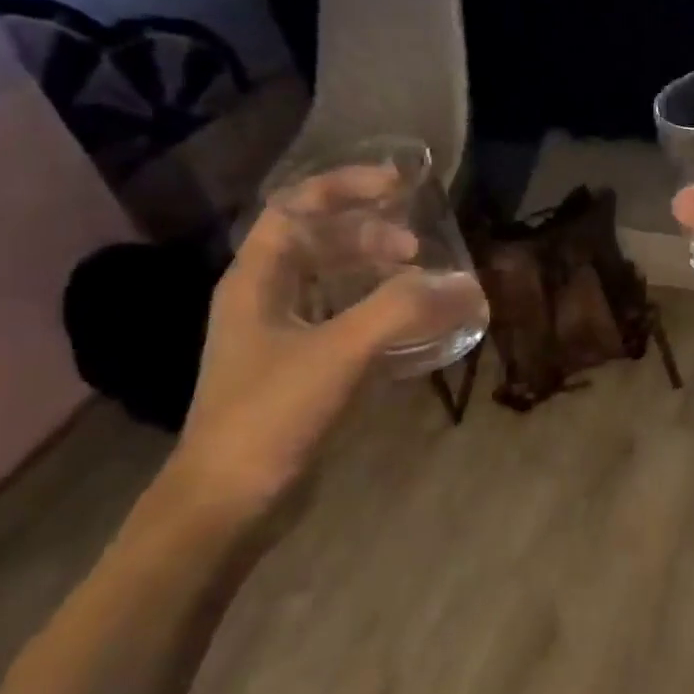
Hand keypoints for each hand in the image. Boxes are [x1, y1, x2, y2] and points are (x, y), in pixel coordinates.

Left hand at [167, 174, 486, 520]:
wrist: (228, 506)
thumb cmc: (270, 416)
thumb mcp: (338, 353)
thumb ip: (403, 311)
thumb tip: (466, 285)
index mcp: (257, 280)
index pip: (297, 207)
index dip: (346, 186)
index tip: (400, 187)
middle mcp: (267, 299)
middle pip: (321, 243)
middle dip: (372, 235)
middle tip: (419, 252)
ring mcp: (284, 337)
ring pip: (337, 284)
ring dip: (381, 275)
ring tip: (425, 284)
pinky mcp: (304, 371)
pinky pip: (350, 324)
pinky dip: (384, 316)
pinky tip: (418, 331)